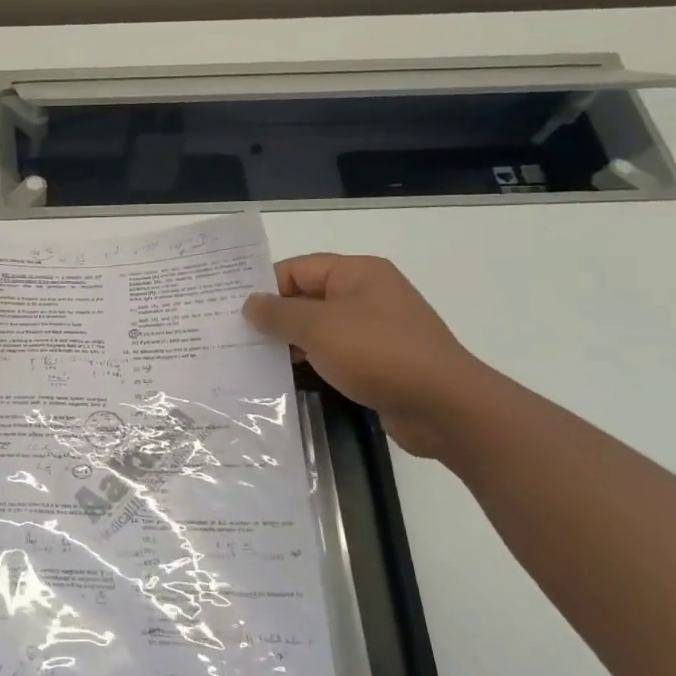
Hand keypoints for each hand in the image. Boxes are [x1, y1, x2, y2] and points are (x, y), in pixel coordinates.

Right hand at [242, 254, 484, 457]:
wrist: (444, 406)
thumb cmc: (378, 353)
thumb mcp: (318, 328)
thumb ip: (278, 313)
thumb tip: (250, 304)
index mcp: (357, 273)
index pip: (297, 268)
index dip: (264, 287)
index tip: (231, 311)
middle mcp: (367, 294)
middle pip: (307, 296)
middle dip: (273, 315)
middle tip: (234, 334)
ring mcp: (375, 328)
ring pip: (318, 327)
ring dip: (289, 341)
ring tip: (252, 357)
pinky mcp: (379, 359)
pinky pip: (334, 351)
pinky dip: (310, 359)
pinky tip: (286, 376)